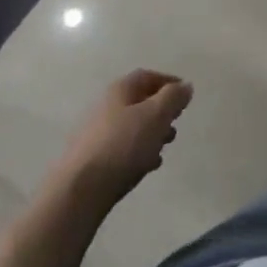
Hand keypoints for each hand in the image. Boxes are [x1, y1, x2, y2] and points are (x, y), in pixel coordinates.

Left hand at [56, 69, 192, 207]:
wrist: (80, 189)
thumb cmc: (123, 145)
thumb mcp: (156, 115)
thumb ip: (173, 97)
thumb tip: (185, 86)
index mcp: (119, 91)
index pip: (147, 76)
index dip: (168, 82)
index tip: (185, 94)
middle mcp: (105, 107)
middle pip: (138, 101)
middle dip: (161, 110)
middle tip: (177, 122)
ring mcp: (96, 134)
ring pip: (131, 126)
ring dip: (152, 132)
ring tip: (166, 146)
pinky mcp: (93, 159)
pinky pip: (122, 148)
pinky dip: (139, 151)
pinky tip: (148, 165)